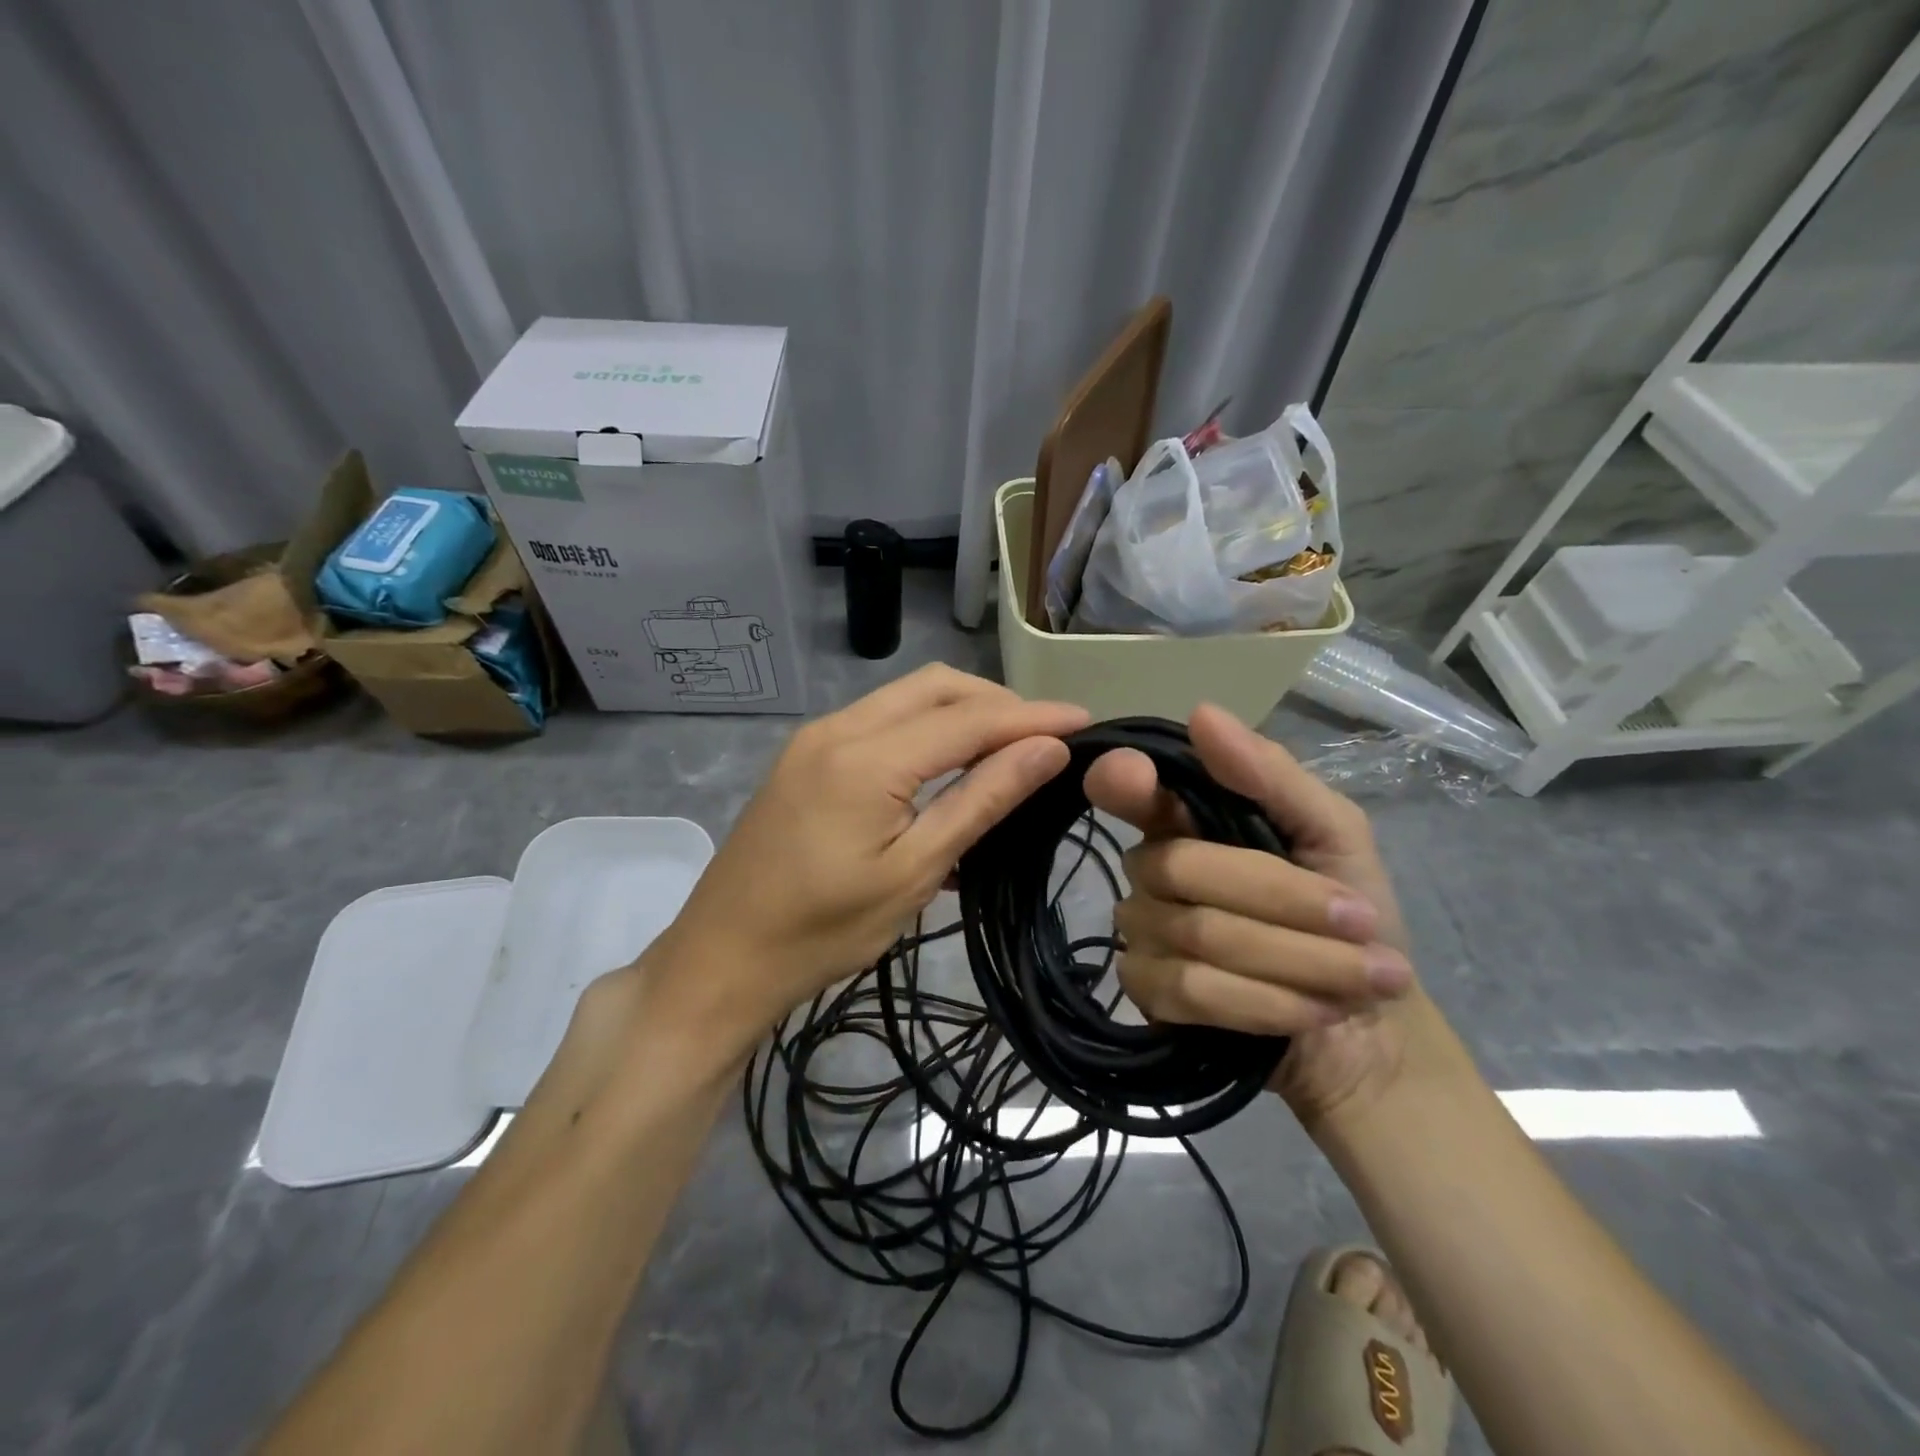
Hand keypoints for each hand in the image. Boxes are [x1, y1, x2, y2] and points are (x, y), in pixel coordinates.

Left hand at [648, 666, 1089, 1046]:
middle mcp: (839, 727)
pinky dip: (926, 727)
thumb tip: (1049, 749)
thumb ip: (981, 801)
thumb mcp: (914, 872)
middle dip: (998, 703)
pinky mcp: (807, 754)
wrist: (723, 957)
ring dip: (963, 711)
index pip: (969, 718)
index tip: (1087, 721)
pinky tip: (950, 762)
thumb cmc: (823, 931)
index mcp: (867, 758)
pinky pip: (881, 719)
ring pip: (906, 696)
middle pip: (936, 687)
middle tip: (1046, 740)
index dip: (1032, 716)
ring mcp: (816, 737)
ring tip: (1009, 749)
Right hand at [1082, 703, 1419, 1128]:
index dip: (1119, 779)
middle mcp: (1150, 869)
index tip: (1133, 776)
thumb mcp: (1336, 833)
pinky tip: (1312, 1011)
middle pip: (1180, 867)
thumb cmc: (1354, 915)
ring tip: (1362, 979)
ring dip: (1295, 958)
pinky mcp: (1147, 994)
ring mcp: (1142, 933)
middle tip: (1361, 924)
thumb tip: (1202, 714)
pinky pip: (1190, 990)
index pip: (1124, 789)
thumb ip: (1271, 776)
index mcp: (1185, 820)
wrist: (1370, 1025)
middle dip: (1285, 900)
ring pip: (1195, 934)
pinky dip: (1266, 1003)